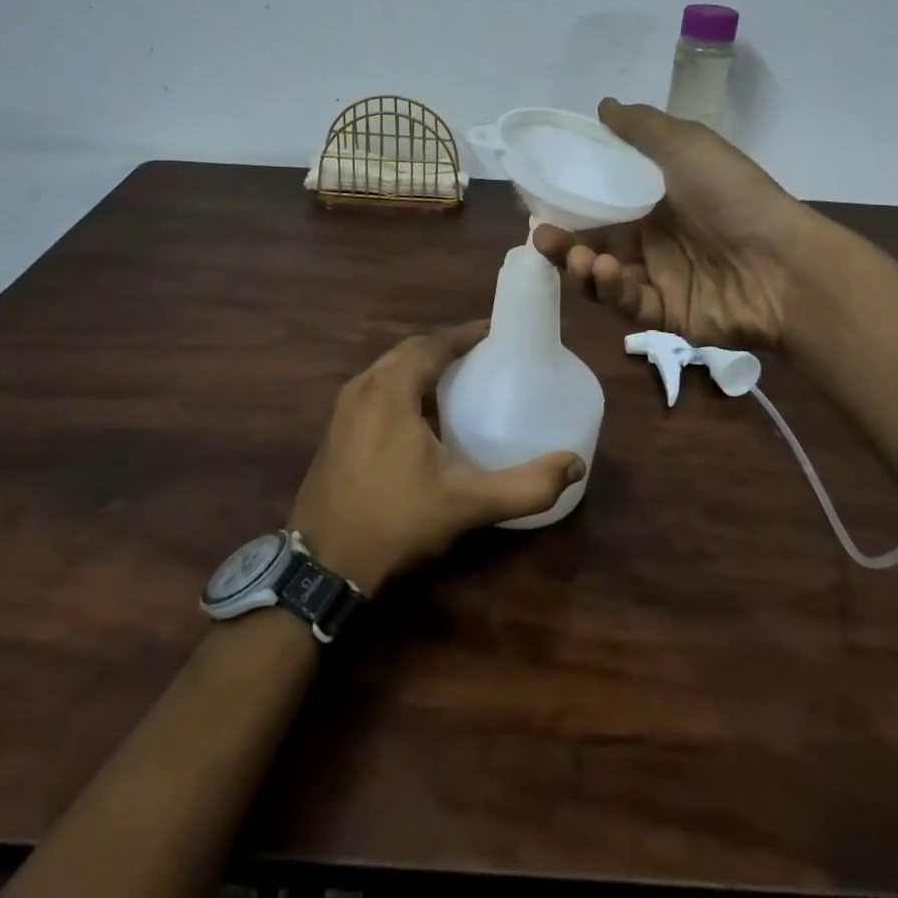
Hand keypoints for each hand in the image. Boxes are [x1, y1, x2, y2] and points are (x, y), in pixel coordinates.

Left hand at [288, 322, 586, 595]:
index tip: (497, 331)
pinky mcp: (336, 428)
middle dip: (447, 346)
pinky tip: (422, 412)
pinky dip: (403, 384)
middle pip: (410, 350)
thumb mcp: (466, 504)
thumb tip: (574, 466)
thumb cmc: (396, 522)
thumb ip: (525, 486)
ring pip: (390, 368)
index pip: (434, 343)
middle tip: (484, 354)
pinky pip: (376, 387)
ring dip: (423, 364)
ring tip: (459, 377)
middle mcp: (363, 386)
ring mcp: (344, 407)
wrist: (323, 566)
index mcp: (391, 389)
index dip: (466, 334)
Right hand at [532, 99, 815, 348]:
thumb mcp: (687, 145)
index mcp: (658, 199)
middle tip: (542, 235)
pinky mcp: (665, 315)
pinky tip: (607, 272)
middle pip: (594, 240)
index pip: (602, 199)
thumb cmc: (732, 197)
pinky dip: (610, 289)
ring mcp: (660, 278)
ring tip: (577, 256)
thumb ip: (641, 127)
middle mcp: (655, 238)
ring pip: (603, 276)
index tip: (537, 197)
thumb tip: (602, 106)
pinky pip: (626, 304)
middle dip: (563, 240)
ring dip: (581, 266)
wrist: (782, 265)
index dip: (569, 199)